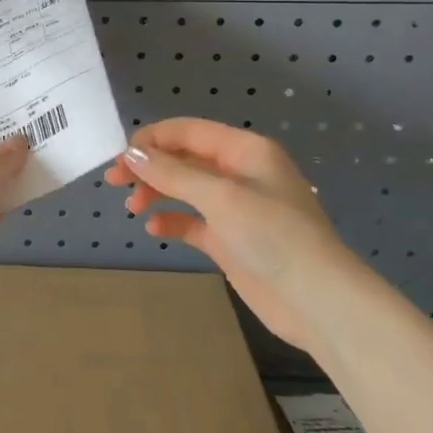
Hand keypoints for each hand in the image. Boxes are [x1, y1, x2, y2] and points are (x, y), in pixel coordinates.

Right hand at [105, 118, 355, 350]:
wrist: (317, 301)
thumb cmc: (273, 236)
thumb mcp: (220, 197)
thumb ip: (173, 174)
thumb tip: (132, 153)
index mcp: (245, 151)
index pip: (188, 132)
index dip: (152, 139)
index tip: (120, 157)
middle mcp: (240, 173)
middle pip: (184, 159)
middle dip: (149, 167)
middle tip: (114, 182)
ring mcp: (236, 208)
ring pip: (185, 189)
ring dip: (157, 193)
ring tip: (133, 208)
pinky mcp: (231, 240)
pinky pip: (193, 221)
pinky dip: (172, 220)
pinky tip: (154, 229)